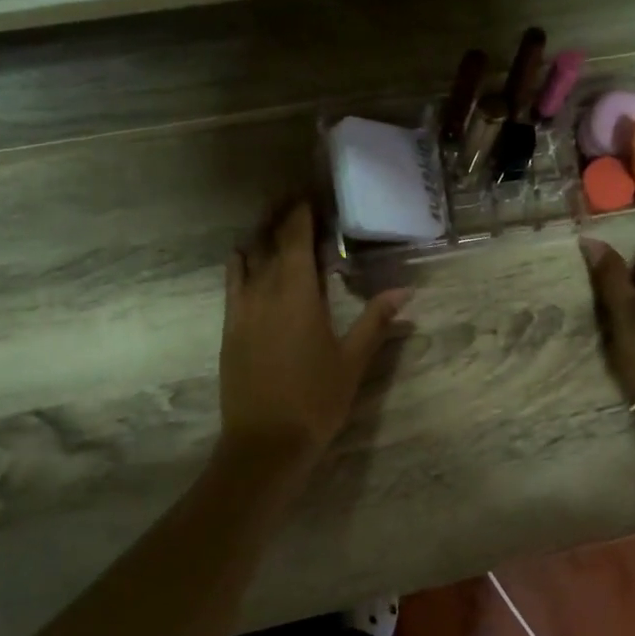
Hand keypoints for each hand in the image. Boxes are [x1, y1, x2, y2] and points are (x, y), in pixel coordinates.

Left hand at [220, 200, 408, 468]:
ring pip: (246, 257)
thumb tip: (405, 290)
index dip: (302, 211)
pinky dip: (240, 263)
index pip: (296, 237)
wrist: (265, 442)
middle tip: (294, 197)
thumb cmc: (316, 400)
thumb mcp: (353, 360)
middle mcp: (264, 291)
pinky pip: (232, 282)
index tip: (311, 193)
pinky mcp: (229, 328)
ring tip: (272, 222)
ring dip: (260, 235)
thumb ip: (376, 320)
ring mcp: (241, 309)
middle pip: (269, 240)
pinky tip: (246, 259)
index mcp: (298, 293)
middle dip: (281, 216)